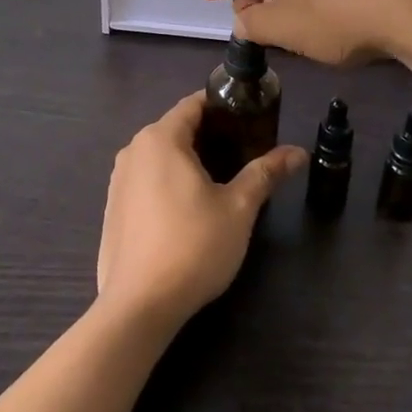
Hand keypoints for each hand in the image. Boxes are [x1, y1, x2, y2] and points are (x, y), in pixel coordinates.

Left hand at [96, 92, 305, 329]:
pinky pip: (145, 181)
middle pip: (176, 129)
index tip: (250, 119)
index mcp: (160, 139)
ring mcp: (118, 181)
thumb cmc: (192, 246)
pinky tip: (188, 211)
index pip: (193, 104)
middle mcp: (133, 151)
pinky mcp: (113, 210)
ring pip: (160, 157)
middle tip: (244, 153)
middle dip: (210, 136)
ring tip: (221, 181)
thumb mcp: (238, 208)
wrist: (139, 307)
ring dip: (188, 161)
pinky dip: (168, 183)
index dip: (223, 107)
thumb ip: (265, 173)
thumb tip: (298, 152)